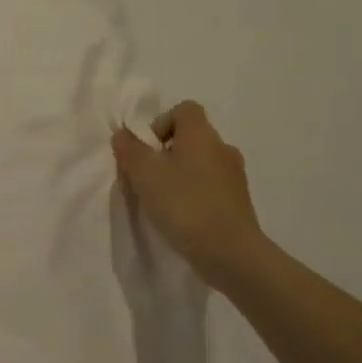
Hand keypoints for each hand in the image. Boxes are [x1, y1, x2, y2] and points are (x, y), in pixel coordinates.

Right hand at [112, 101, 270, 288]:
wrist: (231, 253)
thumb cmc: (184, 204)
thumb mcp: (144, 174)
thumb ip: (130, 149)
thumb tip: (123, 134)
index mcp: (201, 134)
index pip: (185, 109)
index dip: (162, 123)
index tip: (149, 149)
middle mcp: (222, 148)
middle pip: (191, 137)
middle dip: (167, 152)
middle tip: (149, 177)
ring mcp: (235, 175)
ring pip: (201, 163)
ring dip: (181, 174)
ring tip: (164, 200)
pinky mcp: (239, 201)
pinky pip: (211, 185)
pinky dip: (195, 193)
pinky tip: (183, 216)